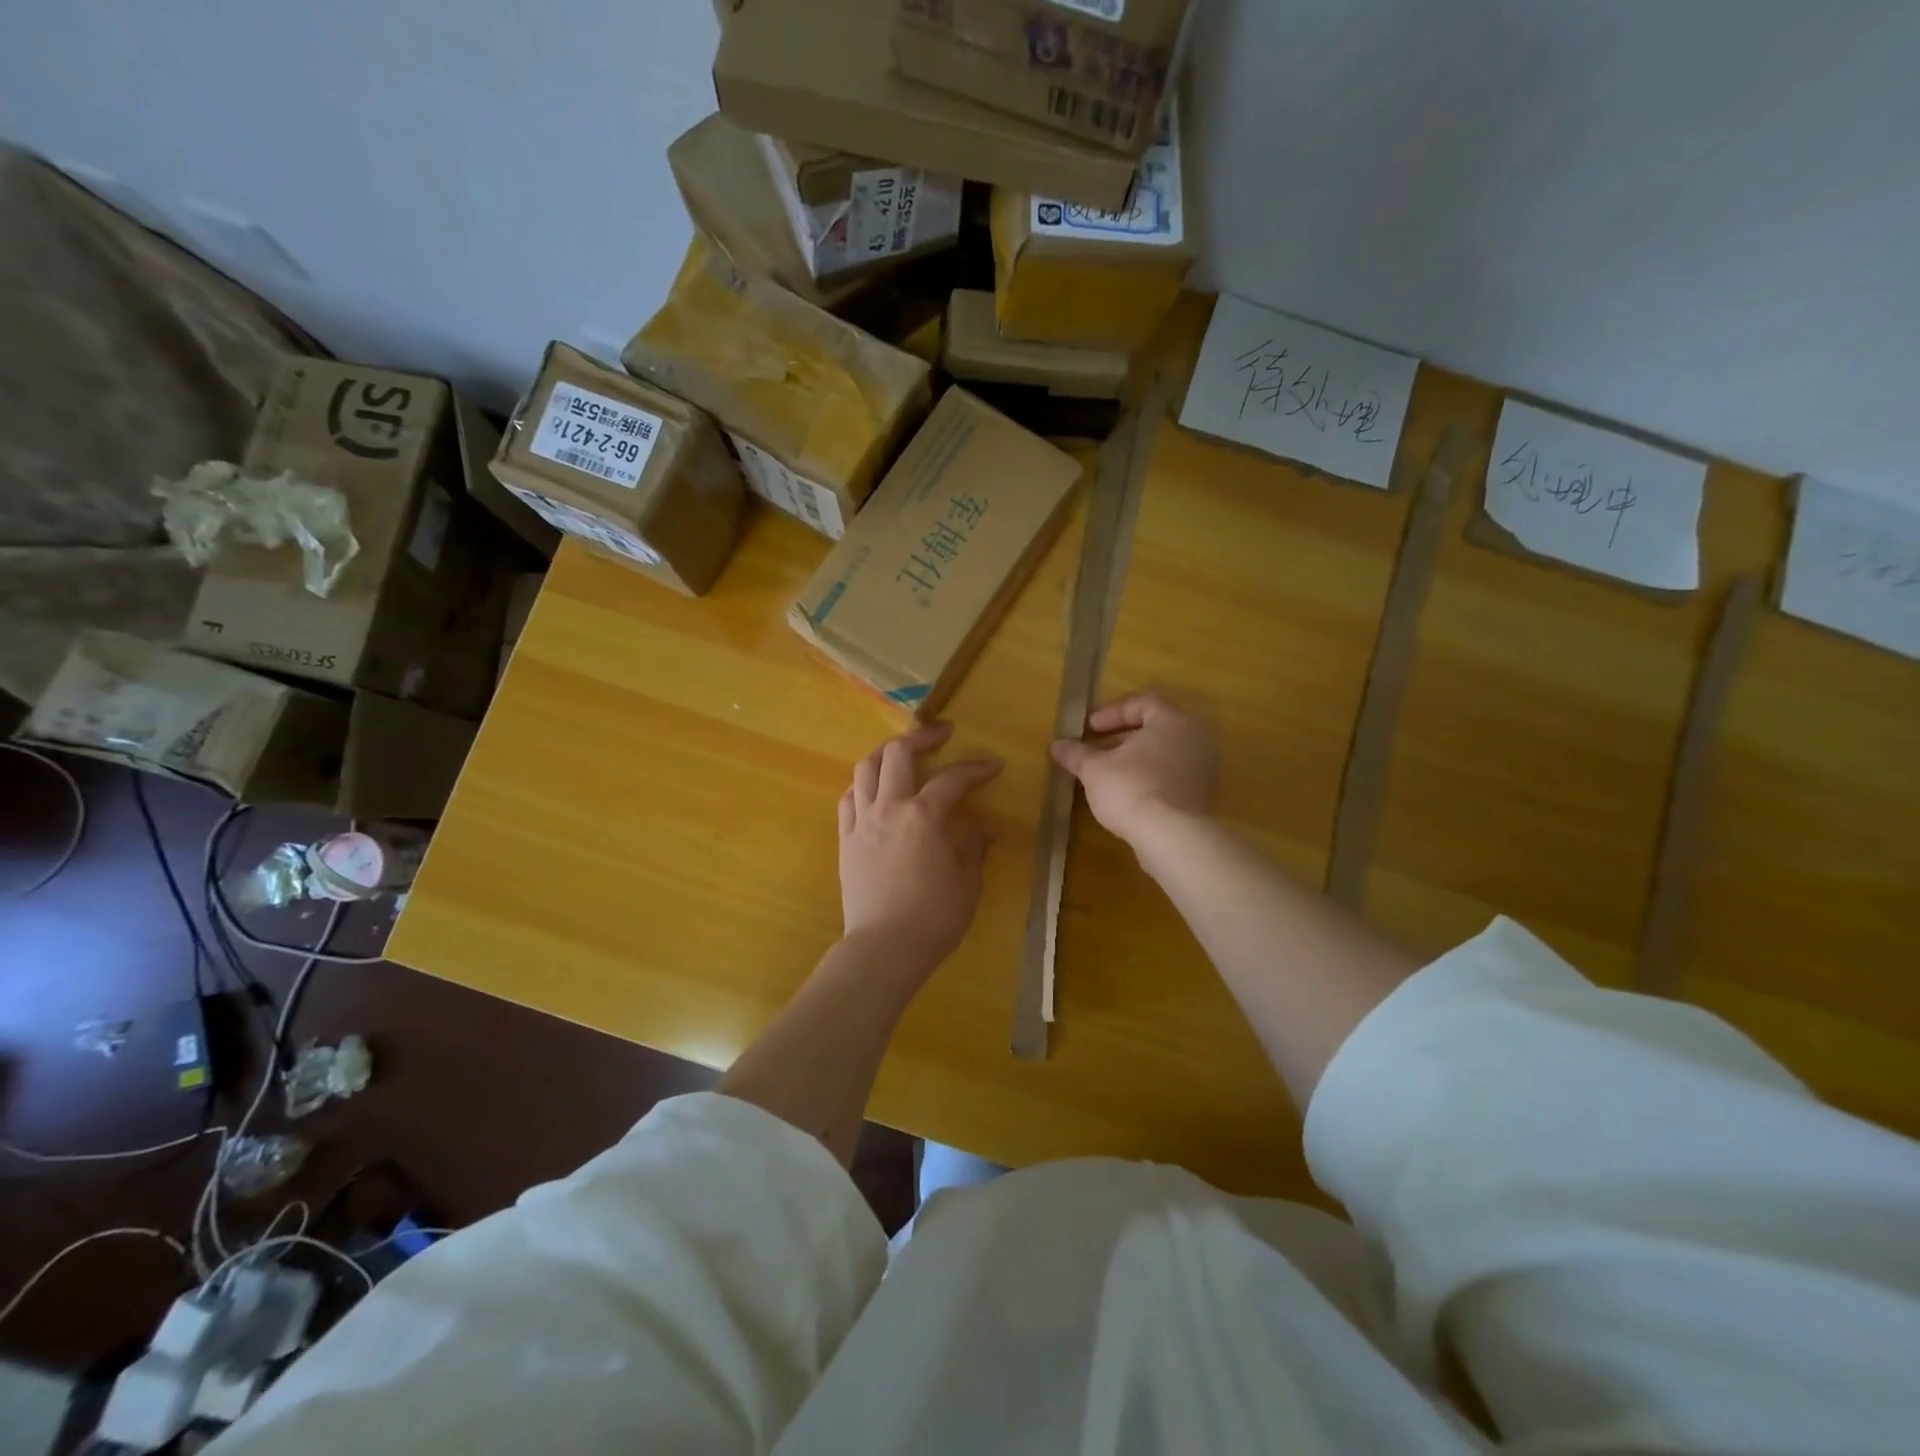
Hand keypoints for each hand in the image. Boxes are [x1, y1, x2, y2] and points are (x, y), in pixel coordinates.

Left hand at [839, 722, 1002, 973]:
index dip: (976, 767)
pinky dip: (863, 785)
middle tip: (941, 734)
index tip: (993, 765)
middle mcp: (889, 808)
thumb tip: (981, 829)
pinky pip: (849, 799)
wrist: (884, 948)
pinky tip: (874, 790)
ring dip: (886, 753)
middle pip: (898, 754)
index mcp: (924, 816)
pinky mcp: (845, 839)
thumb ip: (973, 848)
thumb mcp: (967, 883)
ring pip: (866, 768)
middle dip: (922, 737)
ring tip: (901, 753)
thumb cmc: (933, 918)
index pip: (952, 778)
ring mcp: (862, 822)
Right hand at [1050, 691, 1217, 849]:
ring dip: (1137, 759)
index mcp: (1173, 720)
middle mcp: (1195, 738)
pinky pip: (1174, 776)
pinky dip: (1151, 777)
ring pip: (1166, 753)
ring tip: (1109, 774)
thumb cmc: (1131, 789)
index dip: (1112, 712)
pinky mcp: (1203, 795)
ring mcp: (1204, 768)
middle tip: (1097, 748)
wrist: (1172, 837)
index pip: (1143, 702)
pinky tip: (1129, 795)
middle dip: (1123, 736)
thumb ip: (1077, 754)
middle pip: (1156, 727)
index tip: (1090, 728)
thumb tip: (1057, 745)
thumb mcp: (1094, 769)